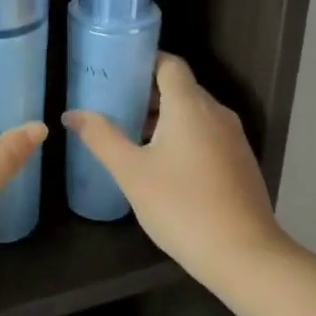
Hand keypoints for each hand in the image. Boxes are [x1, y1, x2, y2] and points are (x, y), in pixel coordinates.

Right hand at [63, 54, 290, 285]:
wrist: (243, 254)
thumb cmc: (181, 206)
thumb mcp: (132, 172)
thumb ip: (101, 138)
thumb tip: (72, 114)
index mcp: (190, 105)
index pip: (168, 63)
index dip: (142, 61)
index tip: (115, 72)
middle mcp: (216, 113)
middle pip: (180, 87)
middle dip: (147, 93)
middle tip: (112, 105)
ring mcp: (232, 138)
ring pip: (194, 113)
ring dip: (164, 117)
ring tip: (131, 135)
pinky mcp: (239, 162)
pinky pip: (206, 134)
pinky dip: (183, 136)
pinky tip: (162, 164)